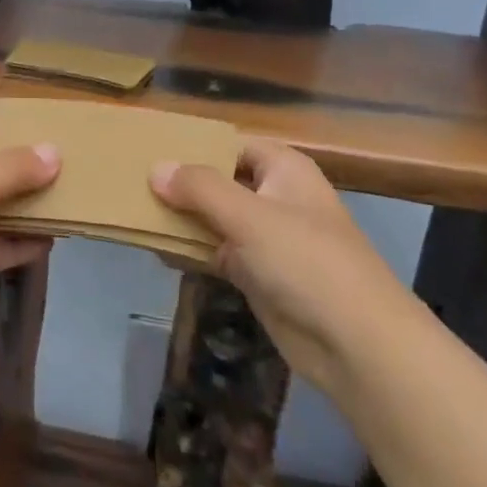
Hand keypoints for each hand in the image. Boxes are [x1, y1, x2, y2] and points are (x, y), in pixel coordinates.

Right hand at [150, 138, 405, 392]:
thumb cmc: (305, 261)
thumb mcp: (249, 216)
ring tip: (133, 212)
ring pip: (215, 219)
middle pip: (221, 182)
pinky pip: (217, 252)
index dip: (195, 146)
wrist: (355, 342)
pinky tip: (156, 249)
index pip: (232, 145)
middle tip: (131, 182)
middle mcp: (276, 198)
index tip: (150, 150)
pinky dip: (191, 251)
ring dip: (182, 219)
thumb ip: (199, 189)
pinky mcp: (259, 274)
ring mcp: (267, 239)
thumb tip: (156, 169)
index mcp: (284, 170)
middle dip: (181, 184)